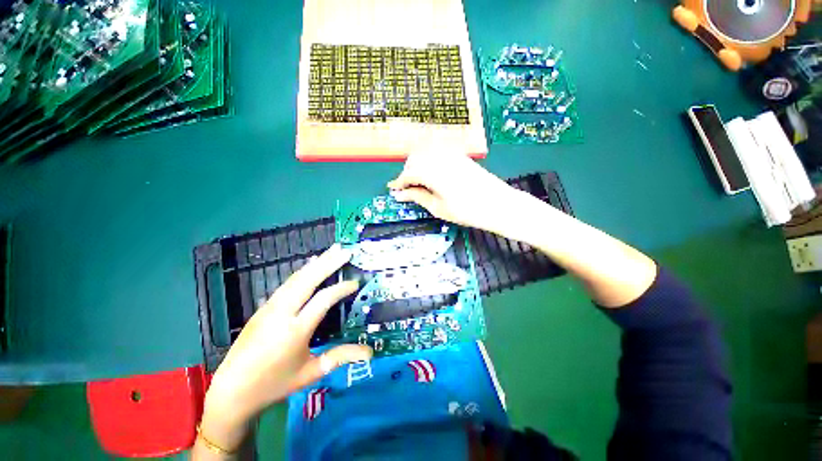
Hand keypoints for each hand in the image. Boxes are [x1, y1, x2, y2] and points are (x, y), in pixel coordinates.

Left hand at [200, 245, 372, 451]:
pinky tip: (310, 264)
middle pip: (308, 280)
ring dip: (316, 263)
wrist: (231, 392)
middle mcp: (282, 313)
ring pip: (296, 278)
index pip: (323, 300)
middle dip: (329, 263)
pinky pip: (287, 283)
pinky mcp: (263, 307)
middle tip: (346, 251)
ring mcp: (269, 308)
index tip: (356, 283)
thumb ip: (340, 357)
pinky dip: (302, 271)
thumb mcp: (311, 373)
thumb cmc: (274, 384)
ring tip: (332, 250)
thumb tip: (370, 353)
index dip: (341, 289)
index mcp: (295, 331)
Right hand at [387, 152, 542, 237]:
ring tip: (418, 182)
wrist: (498, 204)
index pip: (409, 173)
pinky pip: (437, 152)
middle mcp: (440, 157)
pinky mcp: (459, 155)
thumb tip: (399, 195)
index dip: (399, 182)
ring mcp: (451, 154)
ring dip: (417, 165)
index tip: (393, 190)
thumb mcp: (438, 207)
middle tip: (407, 189)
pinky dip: (429, 160)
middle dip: (407, 172)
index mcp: (433, 172)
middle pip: (415, 158)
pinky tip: (431, 173)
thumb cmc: (467, 211)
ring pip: (425, 152)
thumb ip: (417, 197)